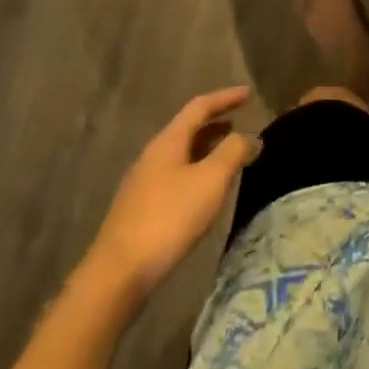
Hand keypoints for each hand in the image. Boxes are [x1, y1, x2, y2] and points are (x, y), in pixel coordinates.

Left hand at [86, 87, 259, 297]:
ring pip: (181, 154)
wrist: (118, 274)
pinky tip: (205, 191)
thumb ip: (233, 152)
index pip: (200, 106)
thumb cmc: (169, 218)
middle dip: (215, 123)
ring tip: (228, 155)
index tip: (249, 93)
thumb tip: (250, 137)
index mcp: (169, 141)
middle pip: (188, 129)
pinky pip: (175, 176)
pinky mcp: (140, 210)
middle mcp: (153, 155)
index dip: (226, 98)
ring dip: (206, 148)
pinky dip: (196, 171)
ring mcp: (143, 184)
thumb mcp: (211, 180)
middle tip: (240, 122)